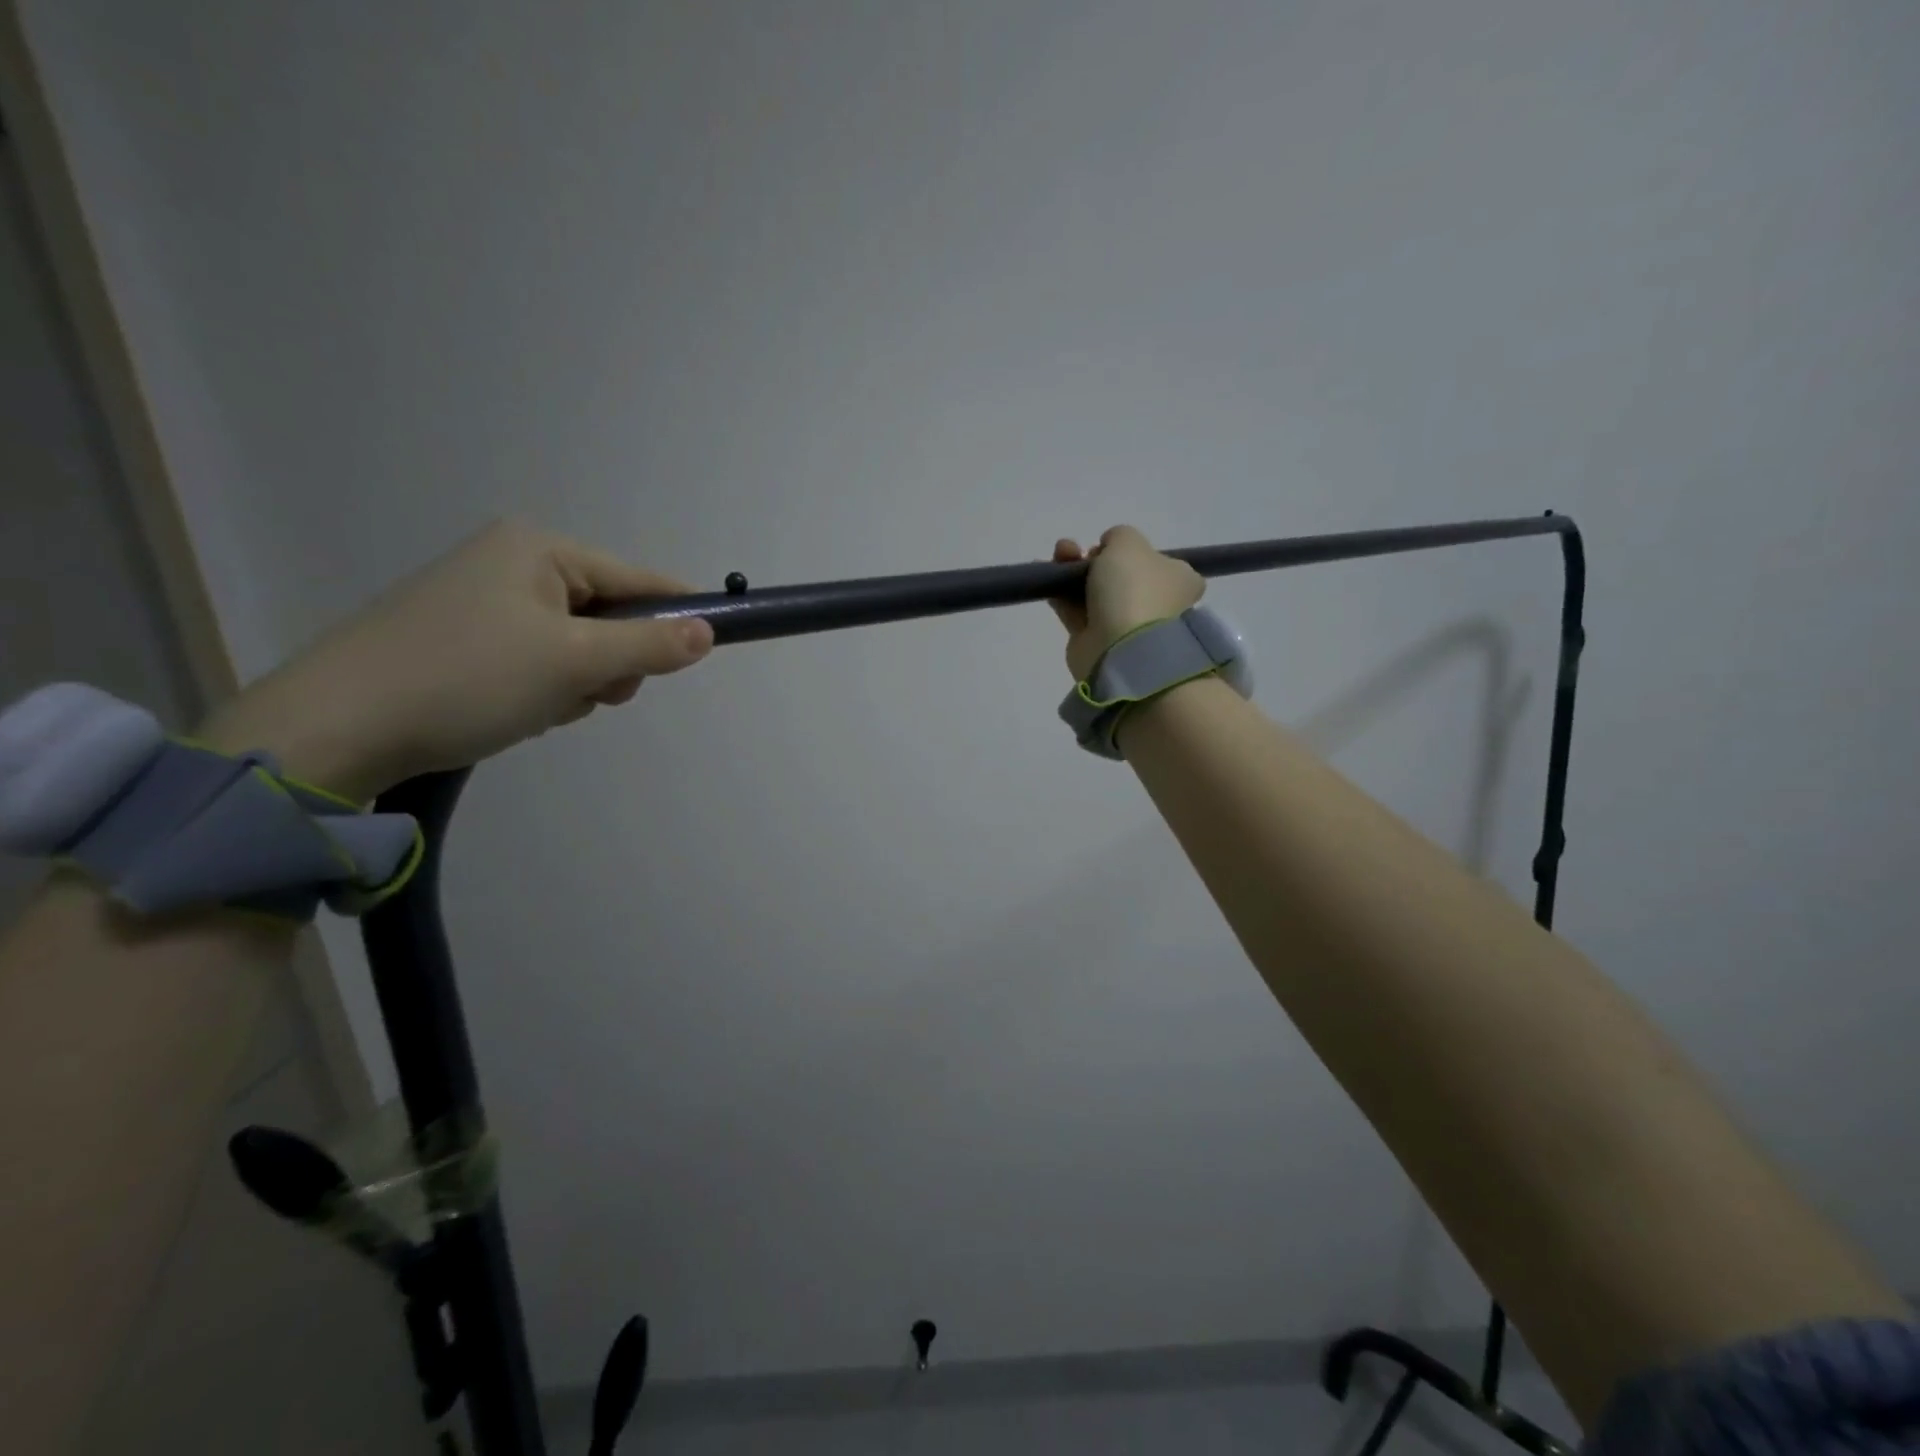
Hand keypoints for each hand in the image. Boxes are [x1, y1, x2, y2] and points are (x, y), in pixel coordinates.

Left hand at [198, 520, 713, 801]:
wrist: (334, 728)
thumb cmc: (469, 678)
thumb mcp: (575, 663)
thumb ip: (649, 645)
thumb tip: (709, 631)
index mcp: (538, 549)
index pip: (639, 578)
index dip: (678, 615)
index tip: (707, 650)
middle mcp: (510, 562)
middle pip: (607, 613)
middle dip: (611, 661)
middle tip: (594, 694)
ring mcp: (480, 600)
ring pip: (574, 644)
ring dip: (576, 682)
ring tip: (542, 708)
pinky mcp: (459, 638)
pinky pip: (536, 659)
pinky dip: (541, 688)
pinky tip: (515, 711)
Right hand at [1048, 526, 1204, 681]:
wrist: (1120, 647)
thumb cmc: (1134, 589)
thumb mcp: (1129, 542)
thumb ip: (1119, 535)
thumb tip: (1109, 548)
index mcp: (1179, 580)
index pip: (1156, 561)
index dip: (1128, 550)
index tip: (1108, 546)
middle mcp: (1157, 603)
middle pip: (1120, 575)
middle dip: (1094, 558)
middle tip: (1078, 551)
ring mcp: (1127, 624)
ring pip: (1096, 591)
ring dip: (1074, 571)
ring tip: (1058, 556)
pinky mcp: (1098, 640)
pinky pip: (1077, 611)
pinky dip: (1061, 594)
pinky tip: (1045, 576)